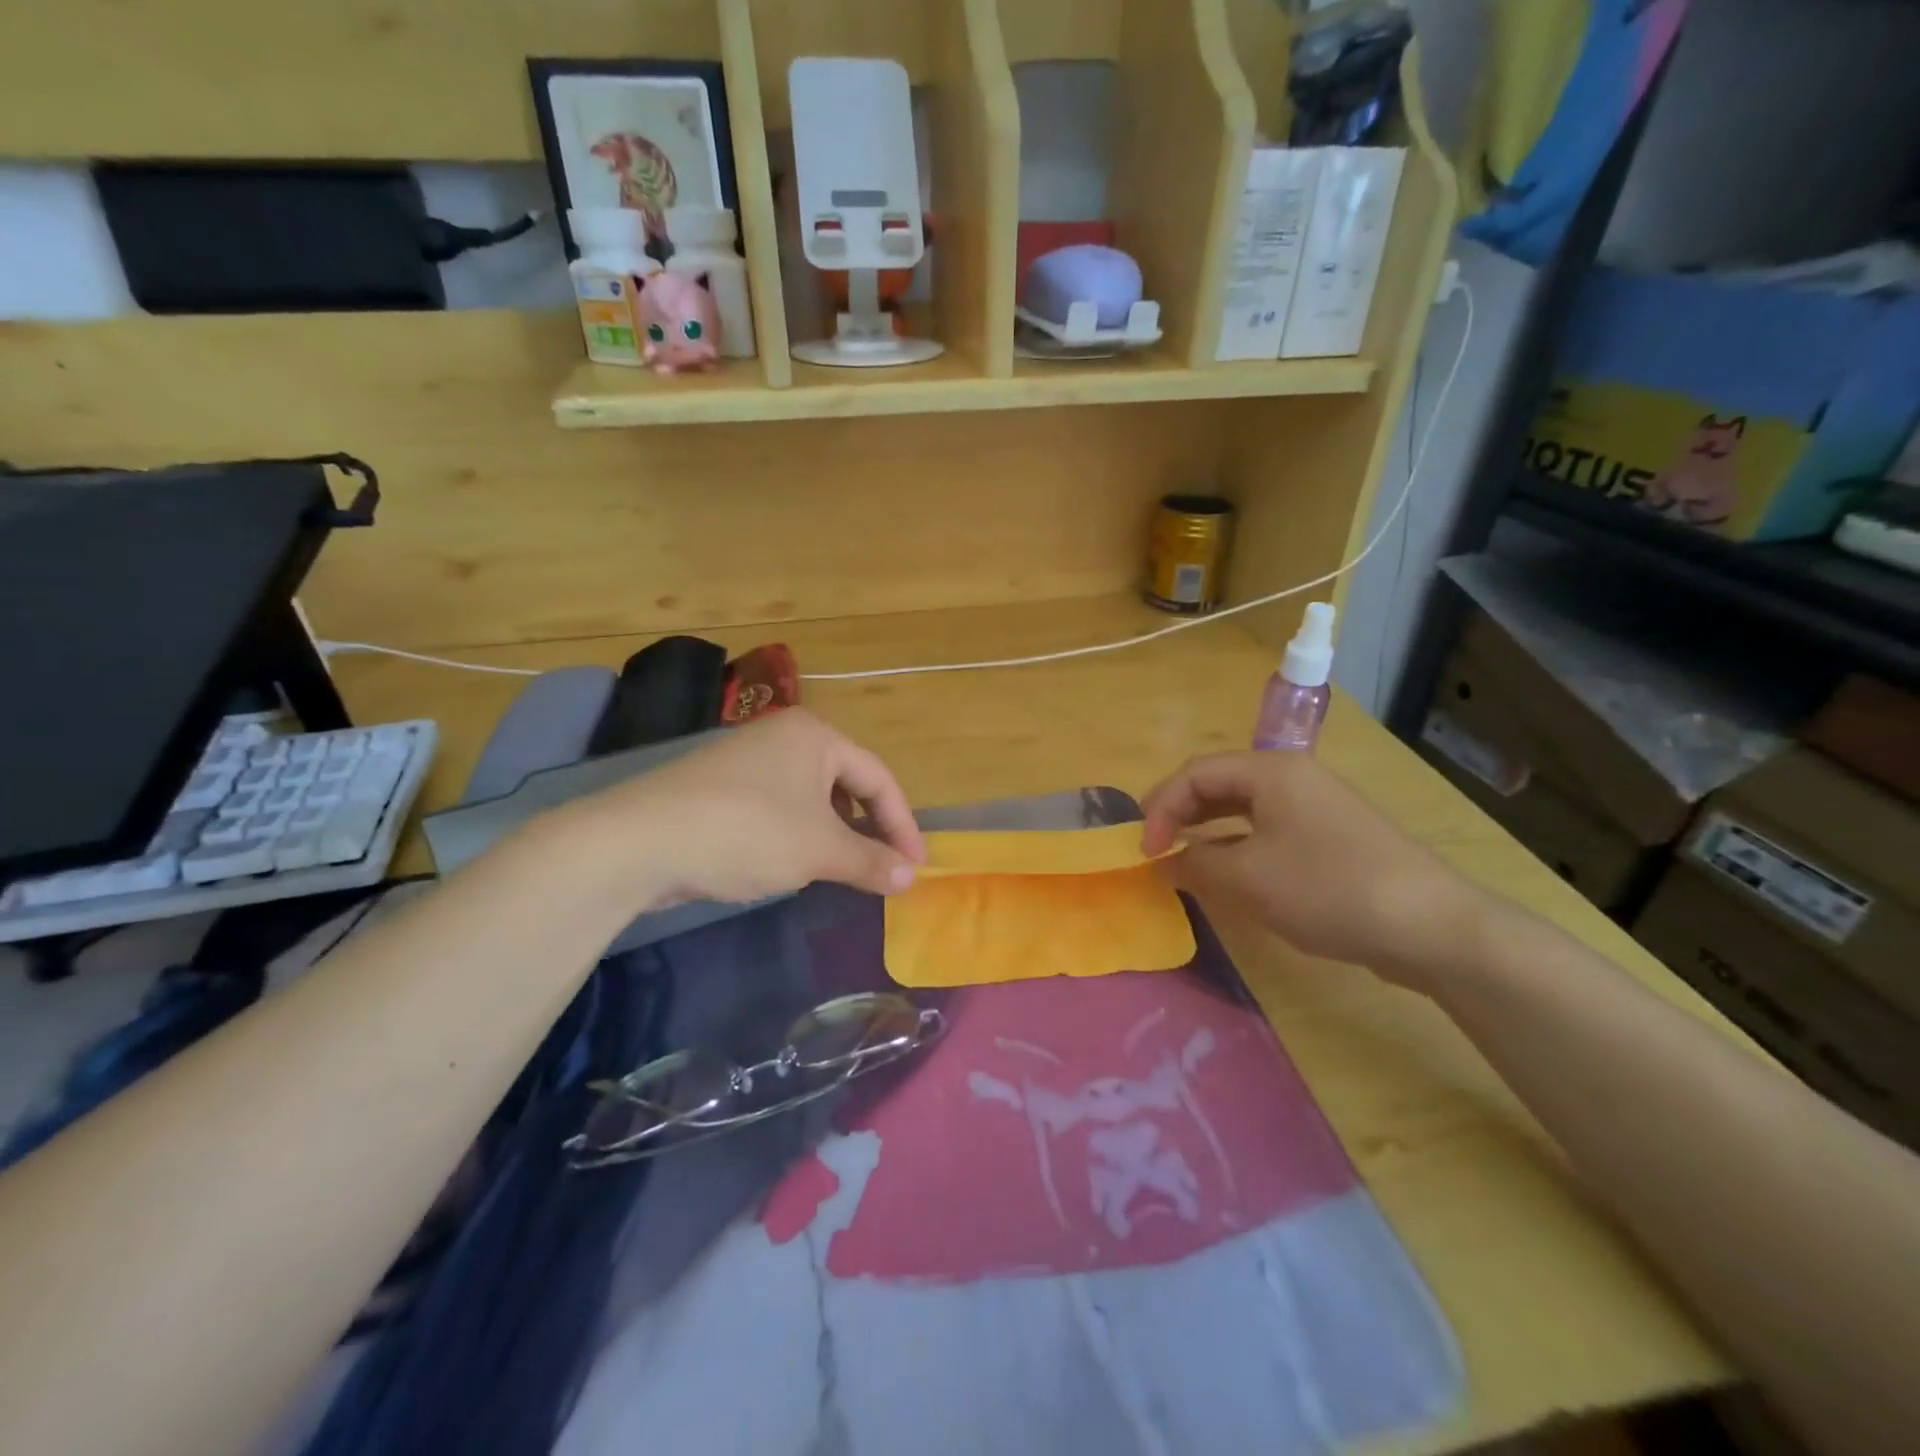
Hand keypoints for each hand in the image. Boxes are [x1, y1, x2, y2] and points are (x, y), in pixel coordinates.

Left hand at [559, 710, 926, 908]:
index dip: (903, 824)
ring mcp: (748, 759)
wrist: (638, 842)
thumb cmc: (746, 832)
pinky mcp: (721, 787)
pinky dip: (799, 833)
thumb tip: (910, 877)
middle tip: (885, 867)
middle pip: (847, 782)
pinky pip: (779, 806)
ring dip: (835, 833)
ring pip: (811, 797)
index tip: (915, 866)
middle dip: (869, 827)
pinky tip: (793, 862)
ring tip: (844, 868)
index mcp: (815, 736)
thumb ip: (869, 861)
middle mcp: (784, 736)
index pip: (879, 777)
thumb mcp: (818, 850)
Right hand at [1140, 752, 1487, 987]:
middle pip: (1219, 782)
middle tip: (1155, 847)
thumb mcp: (1248, 879)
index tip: (1146, 850)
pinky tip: (1231, 872)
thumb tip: (1167, 859)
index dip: (1162, 807)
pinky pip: (1269, 828)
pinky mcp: (1332, 837)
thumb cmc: (1328, 889)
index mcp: (1271, 771)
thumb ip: (1196, 863)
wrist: (1431, 926)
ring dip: (1208, 828)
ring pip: (1244, 807)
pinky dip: (1238, 844)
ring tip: (1183, 856)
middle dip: (1181, 812)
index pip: (1195, 772)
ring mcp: (1316, 806)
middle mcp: (1293, 778)